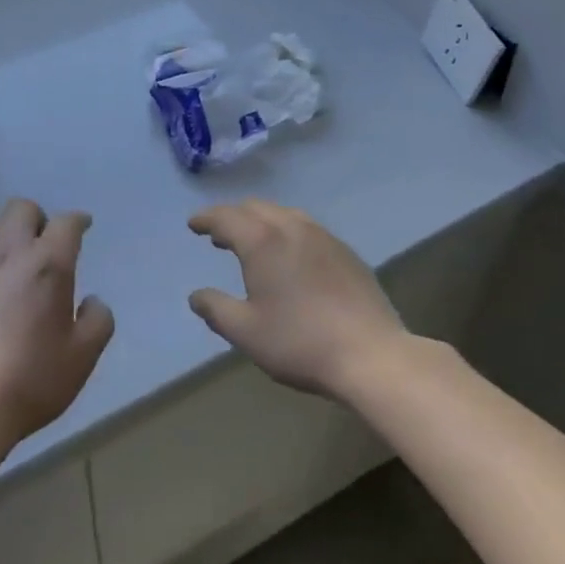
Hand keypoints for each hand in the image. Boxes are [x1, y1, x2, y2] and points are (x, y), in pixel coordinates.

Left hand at [0, 198, 114, 457]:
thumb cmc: (30, 380)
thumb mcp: (82, 357)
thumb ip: (98, 320)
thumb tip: (92, 301)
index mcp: (47, 263)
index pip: (67, 223)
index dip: (78, 221)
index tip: (83, 226)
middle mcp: (8, 250)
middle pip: (22, 208)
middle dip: (38, 218)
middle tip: (43, 244)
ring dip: (6, 232)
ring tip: (11, 259)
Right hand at [188, 199, 406, 398]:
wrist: (371, 354)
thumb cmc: (300, 342)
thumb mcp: (247, 332)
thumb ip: (216, 309)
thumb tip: (196, 296)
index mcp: (262, 241)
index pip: (225, 216)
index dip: (206, 218)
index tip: (193, 224)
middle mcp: (291, 227)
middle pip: (255, 208)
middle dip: (233, 217)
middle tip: (219, 236)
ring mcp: (323, 236)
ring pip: (284, 214)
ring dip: (261, 222)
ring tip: (254, 244)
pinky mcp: (346, 251)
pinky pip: (307, 228)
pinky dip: (287, 232)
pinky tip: (291, 258)